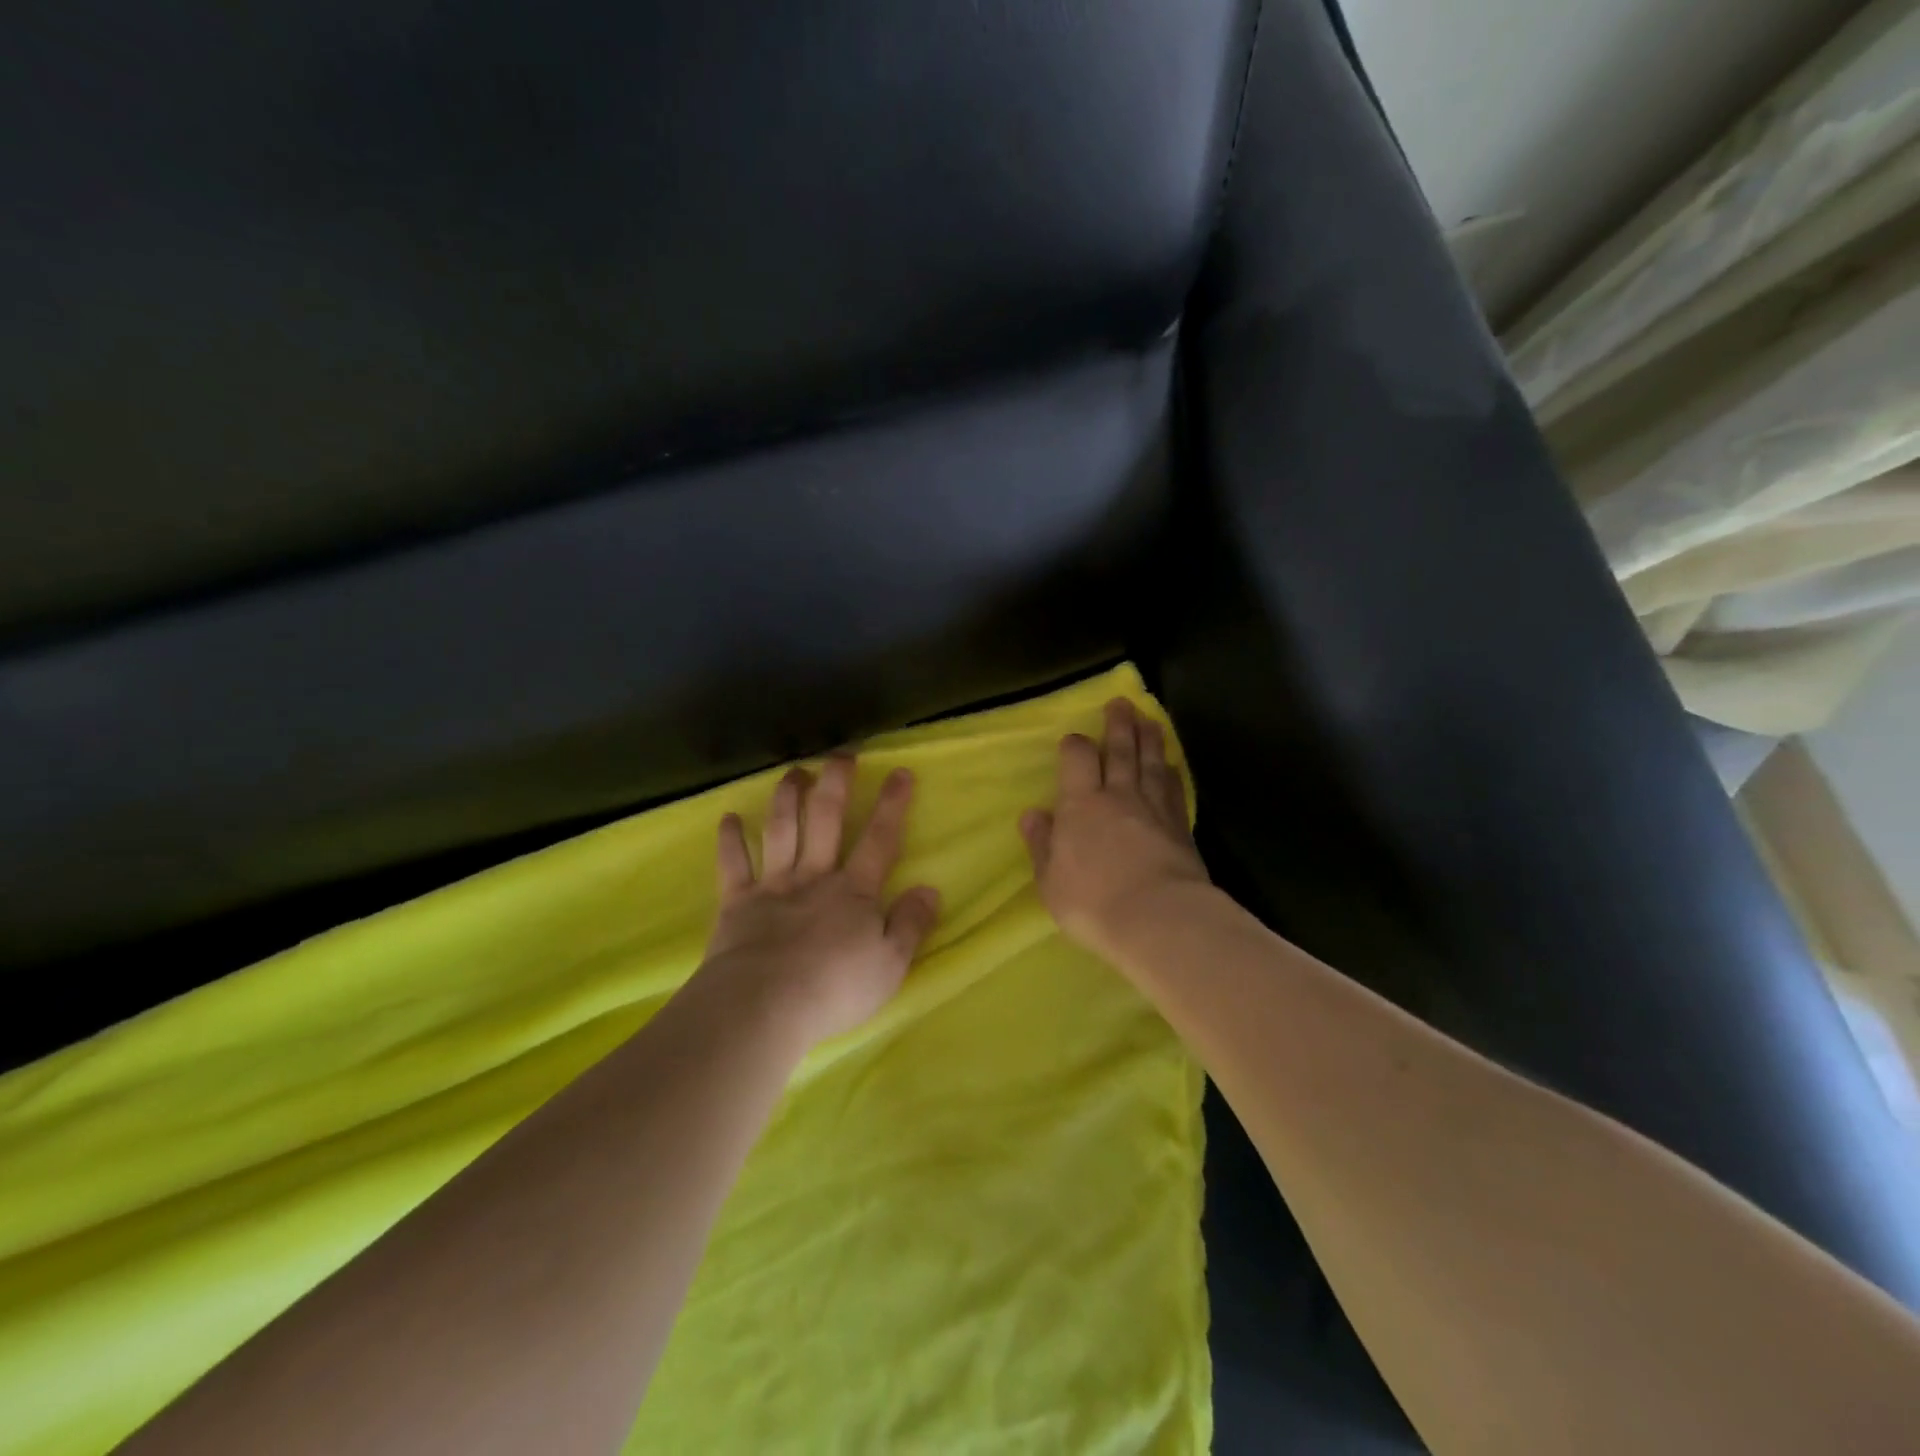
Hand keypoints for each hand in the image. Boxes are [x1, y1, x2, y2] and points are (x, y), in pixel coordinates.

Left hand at [699, 754, 940, 1047]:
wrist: (764, 1005)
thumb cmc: (834, 989)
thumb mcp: (890, 964)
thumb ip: (911, 924)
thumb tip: (930, 889)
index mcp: (854, 892)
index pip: (879, 839)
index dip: (892, 805)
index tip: (900, 772)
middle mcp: (814, 877)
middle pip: (825, 820)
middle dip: (835, 783)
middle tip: (841, 754)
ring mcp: (773, 886)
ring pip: (781, 830)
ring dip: (787, 798)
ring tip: (793, 772)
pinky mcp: (737, 903)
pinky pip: (733, 865)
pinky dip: (730, 841)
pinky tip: (728, 818)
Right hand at [1020, 698, 1208, 956]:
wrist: (1159, 919)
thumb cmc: (1092, 903)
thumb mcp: (1050, 880)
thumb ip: (1042, 844)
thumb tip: (1033, 814)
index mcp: (1081, 804)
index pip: (1078, 759)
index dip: (1075, 745)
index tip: (1073, 739)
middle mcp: (1119, 795)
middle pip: (1120, 750)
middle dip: (1119, 724)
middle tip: (1122, 703)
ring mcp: (1154, 808)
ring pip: (1151, 762)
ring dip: (1149, 738)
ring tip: (1148, 719)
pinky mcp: (1181, 826)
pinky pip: (1175, 789)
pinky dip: (1171, 772)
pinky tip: (1171, 765)